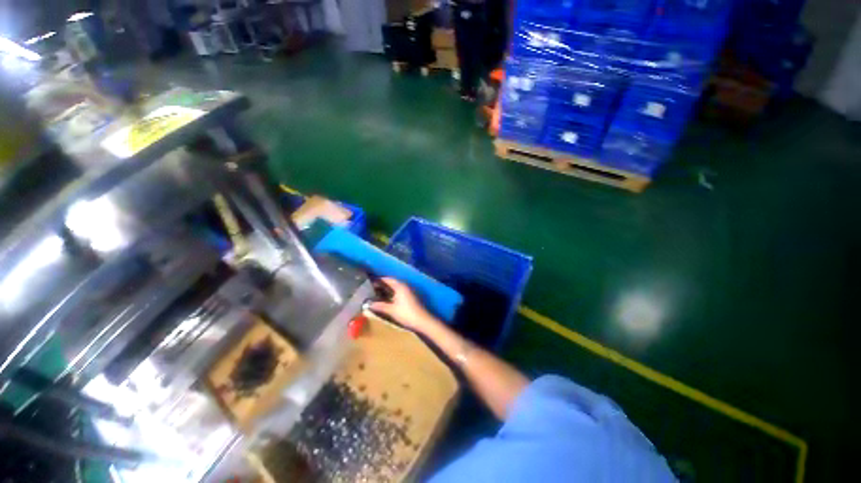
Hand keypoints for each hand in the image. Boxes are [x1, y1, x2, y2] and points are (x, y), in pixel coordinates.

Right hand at [369, 278, 438, 333]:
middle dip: (382, 285)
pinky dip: (392, 294)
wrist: (422, 321)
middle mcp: (405, 286)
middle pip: (392, 283)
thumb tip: (368, 304)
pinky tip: (387, 300)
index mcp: (400, 286)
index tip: (369, 283)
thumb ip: (379, 306)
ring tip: (377, 295)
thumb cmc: (406, 313)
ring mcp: (409, 291)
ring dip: (387, 290)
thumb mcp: (391, 310)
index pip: (388, 279)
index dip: (379, 280)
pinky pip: (399, 292)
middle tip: (371, 289)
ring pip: (396, 288)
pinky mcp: (411, 297)